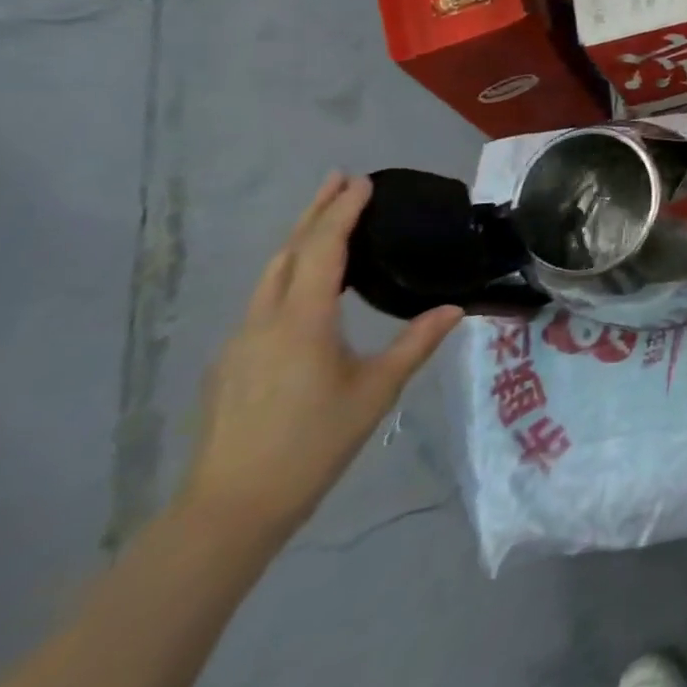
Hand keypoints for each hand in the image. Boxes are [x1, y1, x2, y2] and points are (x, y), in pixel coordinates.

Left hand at [177, 174, 463, 543]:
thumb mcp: (377, 391)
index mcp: (302, 321)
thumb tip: (454, 308)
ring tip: (325, 220)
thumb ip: (416, 343)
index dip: (343, 213)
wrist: (232, 506)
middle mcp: (265, 320)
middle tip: (340, 180)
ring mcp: (242, 341)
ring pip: (271, 275)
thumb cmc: (314, 443)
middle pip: (289, 252)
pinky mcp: (233, 362)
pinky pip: (264, 300)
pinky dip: (289, 273)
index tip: (362, 182)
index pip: (324, 250)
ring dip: (299, 240)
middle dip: (315, 213)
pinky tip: (307, 286)